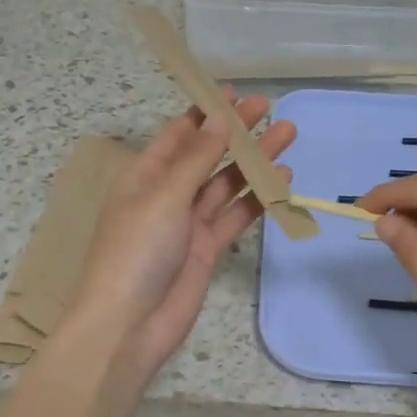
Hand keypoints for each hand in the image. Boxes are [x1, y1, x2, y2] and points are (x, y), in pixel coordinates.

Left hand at [71, 95, 295, 384]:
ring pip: (226, 184)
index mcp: (144, 176)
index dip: (204, 112)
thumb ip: (197, 159)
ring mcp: (188, 223)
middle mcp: (166, 195)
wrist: (130, 324)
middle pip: (206, 156)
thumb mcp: (164, 196)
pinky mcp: (207, 249)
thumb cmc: (136, 251)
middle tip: (268, 108)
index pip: (177, 135)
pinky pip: (235, 216)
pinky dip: (257, 199)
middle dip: (235, 133)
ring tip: (286, 135)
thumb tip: (219, 118)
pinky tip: (281, 181)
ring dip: (254, 162)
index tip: (233, 92)